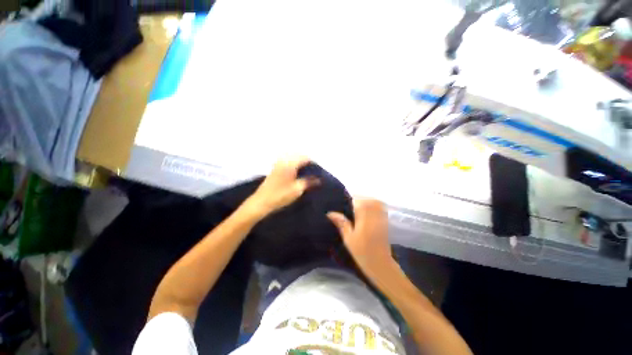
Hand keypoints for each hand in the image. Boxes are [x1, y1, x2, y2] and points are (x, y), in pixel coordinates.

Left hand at [244, 156, 318, 218]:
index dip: (314, 163)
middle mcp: (284, 160)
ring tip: (308, 174)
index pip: (305, 158)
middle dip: (308, 162)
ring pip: (293, 159)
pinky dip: (295, 166)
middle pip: (299, 156)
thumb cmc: (280, 195)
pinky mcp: (275, 169)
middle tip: (315, 172)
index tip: (320, 171)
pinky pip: (288, 163)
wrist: (261, 202)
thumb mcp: (297, 189)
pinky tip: (298, 175)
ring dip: (301, 164)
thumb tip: (319, 179)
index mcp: (290, 163)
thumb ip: (309, 182)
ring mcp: (278, 164)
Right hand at [327, 199, 394, 277]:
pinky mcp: (385, 220)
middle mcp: (375, 212)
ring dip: (364, 203)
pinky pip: (379, 207)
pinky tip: (365, 213)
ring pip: (373, 201)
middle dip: (356, 201)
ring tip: (355, 210)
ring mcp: (381, 215)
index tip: (341, 205)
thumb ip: (341, 222)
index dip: (348, 200)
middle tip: (347, 208)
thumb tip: (330, 213)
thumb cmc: (362, 252)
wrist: (381, 264)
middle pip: (365, 198)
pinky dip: (372, 206)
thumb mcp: (348, 238)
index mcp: (364, 216)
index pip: (356, 200)